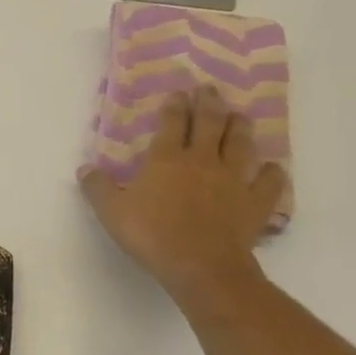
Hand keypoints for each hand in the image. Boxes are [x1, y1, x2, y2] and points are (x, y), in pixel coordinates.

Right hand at [79, 87, 285, 308]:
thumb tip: (84, 169)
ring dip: (241, 127)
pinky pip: (268, 181)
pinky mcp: (255, 202)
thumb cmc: (151, 234)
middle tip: (210, 89)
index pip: (172, 123)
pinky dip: (271, 172)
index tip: (178, 93)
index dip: (174, 105)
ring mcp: (233, 179)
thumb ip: (97, 188)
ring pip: (241, 144)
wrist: (200, 264)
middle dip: (209, 103)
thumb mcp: (111, 212)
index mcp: (167, 159)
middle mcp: (203, 160)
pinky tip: (270, 168)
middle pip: (210, 123)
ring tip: (240, 116)